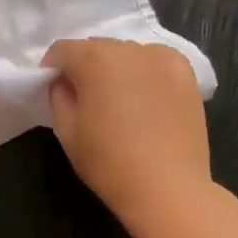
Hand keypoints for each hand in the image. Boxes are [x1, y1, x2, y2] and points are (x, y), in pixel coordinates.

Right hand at [40, 39, 210, 228]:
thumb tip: (65, 81)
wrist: (168, 189)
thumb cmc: (109, 162)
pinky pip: (156, 60)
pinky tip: (147, 94)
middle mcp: (128, 49)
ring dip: (117, 67)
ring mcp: (161, 58)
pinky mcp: (185, 72)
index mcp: (94, 59)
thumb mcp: (66, 131)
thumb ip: (58, 95)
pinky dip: (146, 70)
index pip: (63, 50)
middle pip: (96, 47)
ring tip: (120, 97)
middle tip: (86, 95)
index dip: (53, 67)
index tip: (54, 87)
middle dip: (85, 65)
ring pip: (127, 52)